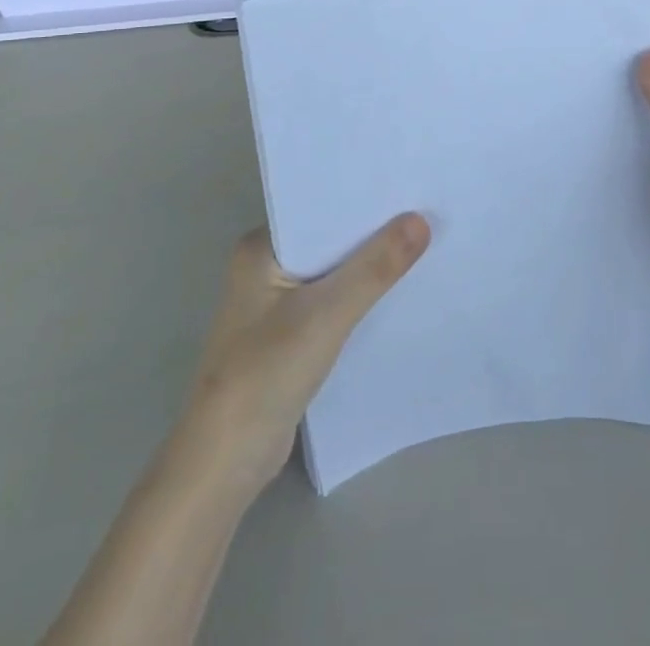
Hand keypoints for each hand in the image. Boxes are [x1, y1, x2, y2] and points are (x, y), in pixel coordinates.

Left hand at [169, 216, 429, 499]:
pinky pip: (332, 301)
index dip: (363, 199)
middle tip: (425, 210)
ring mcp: (274, 304)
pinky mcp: (288, 335)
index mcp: (259, 248)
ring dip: (368, 266)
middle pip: (329, 239)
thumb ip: (374, 268)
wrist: (224, 465)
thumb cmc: (265, 374)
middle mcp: (264, 267)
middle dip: (371, 230)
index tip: (408, 185)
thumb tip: (421, 220)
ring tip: (421, 243)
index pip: (319, 208)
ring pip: (333, 272)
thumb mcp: (326, 315)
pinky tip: (395, 292)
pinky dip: (359, 297)